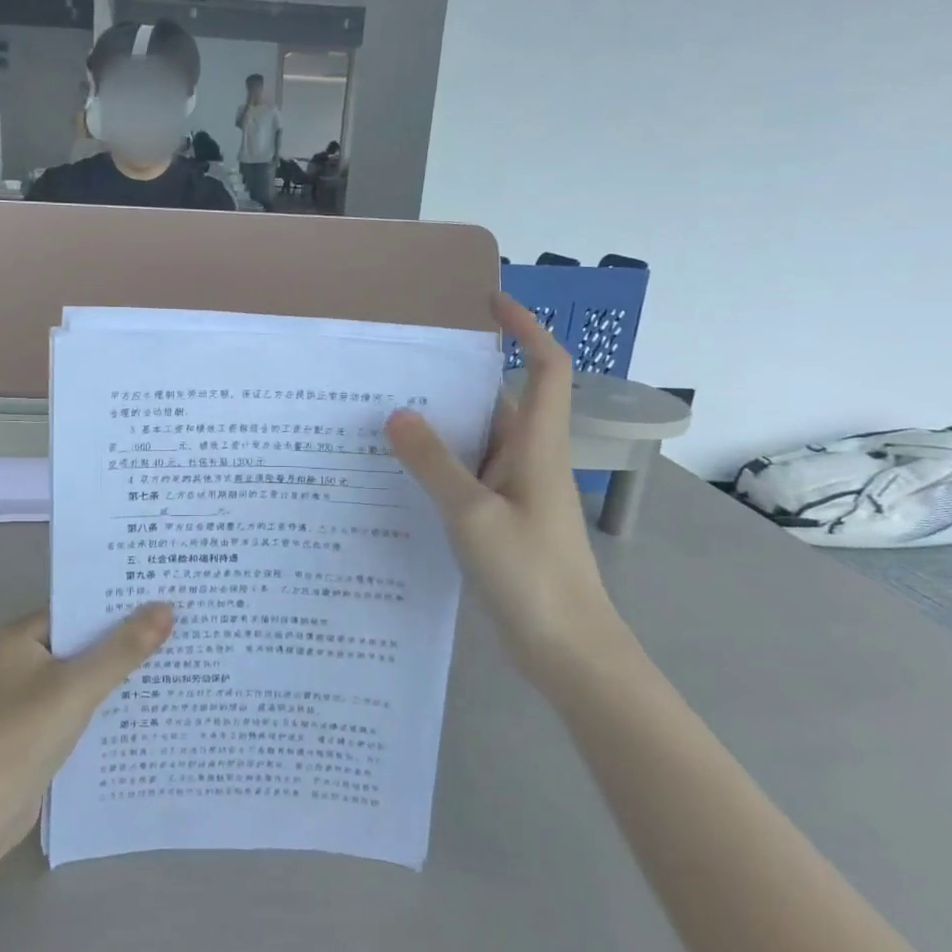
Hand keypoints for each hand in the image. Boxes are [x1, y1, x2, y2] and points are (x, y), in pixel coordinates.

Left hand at [0, 606, 173, 865]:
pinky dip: (110, 699)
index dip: (120, 600)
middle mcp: (27, 657)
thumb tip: (166, 608)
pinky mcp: (44, 726)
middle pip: (86, 637)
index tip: (163, 591)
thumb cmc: (25, 736)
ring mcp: (34, 693)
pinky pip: (85, 700)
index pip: (80, 605)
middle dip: (127, 634)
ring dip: (121, 668)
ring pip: (88, 670)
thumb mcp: (79, 686)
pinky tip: (147, 700)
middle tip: (179, 621)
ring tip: (174, 655)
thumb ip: (123, 649)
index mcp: (25, 635)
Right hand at [386, 294, 625, 689]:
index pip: (545, 367)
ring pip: (478, 440)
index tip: (489, 302)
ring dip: (441, 425)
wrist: (568, 649)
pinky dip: (438, 464)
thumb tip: (398, 414)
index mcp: (537, 445)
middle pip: (499, 399)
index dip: (526, 328)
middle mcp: (530, 458)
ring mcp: (517, 490)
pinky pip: (468, 475)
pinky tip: (399, 472)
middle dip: (457, 377)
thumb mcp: (472, 514)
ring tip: (384, 413)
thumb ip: (433, 463)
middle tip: (400, 366)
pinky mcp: (503, 518)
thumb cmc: (531, 574)